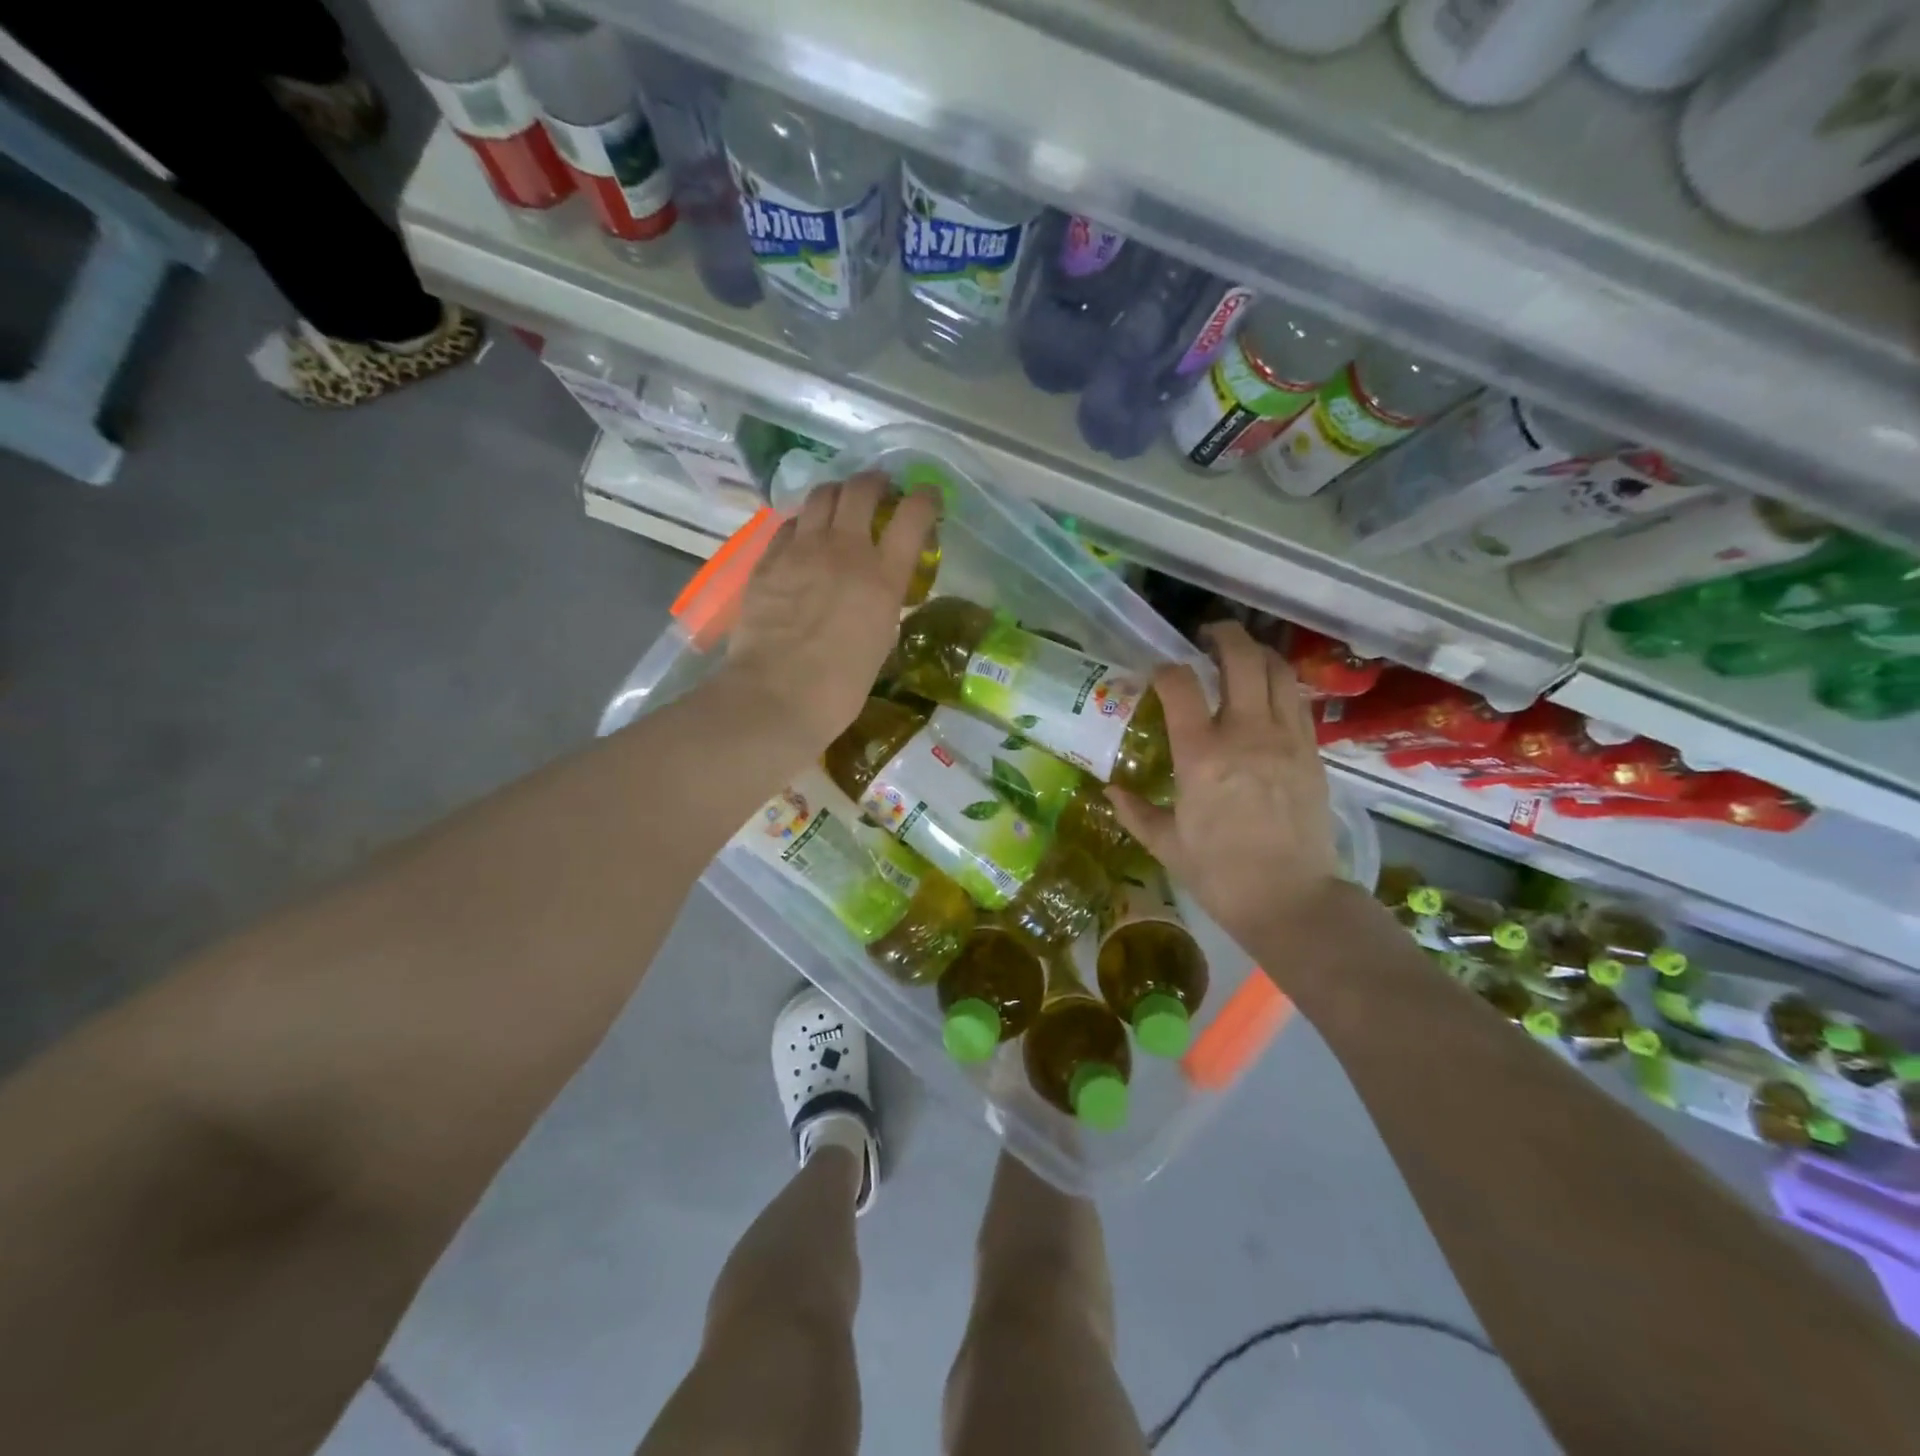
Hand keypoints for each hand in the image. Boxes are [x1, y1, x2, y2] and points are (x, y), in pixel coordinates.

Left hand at [723, 472, 936, 752]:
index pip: (914, 515)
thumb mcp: (881, 640)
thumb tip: (876, 588)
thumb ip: (883, 602)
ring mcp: (802, 550)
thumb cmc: (841, 686)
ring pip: (822, 495)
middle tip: (880, 491)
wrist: (778, 696)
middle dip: (876, 483)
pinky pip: (790, 524)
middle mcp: (846, 550)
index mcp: (883, 576)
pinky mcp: (769, 559)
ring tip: (840, 506)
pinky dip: (804, 523)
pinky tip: (803, 538)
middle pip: (862, 489)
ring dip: (837, 494)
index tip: (928, 498)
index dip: (925, 498)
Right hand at [1109, 621, 1343, 948]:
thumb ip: (1135, 811)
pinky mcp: (1312, 752)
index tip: (1156, 673)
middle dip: (1222, 635)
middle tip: (1206, 635)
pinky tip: (1267, 694)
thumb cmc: (1220, 874)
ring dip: (1257, 653)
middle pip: (1241, 658)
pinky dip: (1281, 684)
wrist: (1292, 900)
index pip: (1180, 685)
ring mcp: (1286, 739)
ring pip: (1278, 671)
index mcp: (1201, 755)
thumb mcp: (1166, 845)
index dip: (1165, 669)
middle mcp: (1246, 733)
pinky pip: (1298, 701)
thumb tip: (1110, 790)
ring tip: (1241, 655)